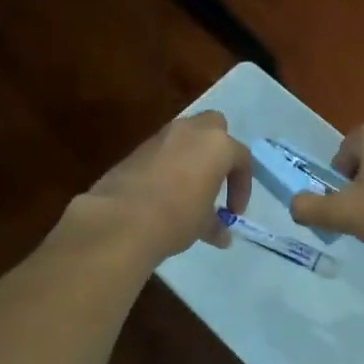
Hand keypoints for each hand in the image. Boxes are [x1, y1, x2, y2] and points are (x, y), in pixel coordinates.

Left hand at [77, 111, 251, 264]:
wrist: (121, 219)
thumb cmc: (176, 218)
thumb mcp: (203, 225)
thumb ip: (216, 225)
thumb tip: (222, 236)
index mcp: (217, 145)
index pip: (242, 159)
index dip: (242, 188)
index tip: (233, 212)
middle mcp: (191, 131)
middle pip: (215, 127)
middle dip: (219, 149)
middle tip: (216, 179)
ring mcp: (161, 136)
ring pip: (185, 136)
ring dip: (192, 156)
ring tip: (189, 188)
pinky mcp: (137, 148)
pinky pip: (162, 150)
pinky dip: (169, 164)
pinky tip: (164, 192)